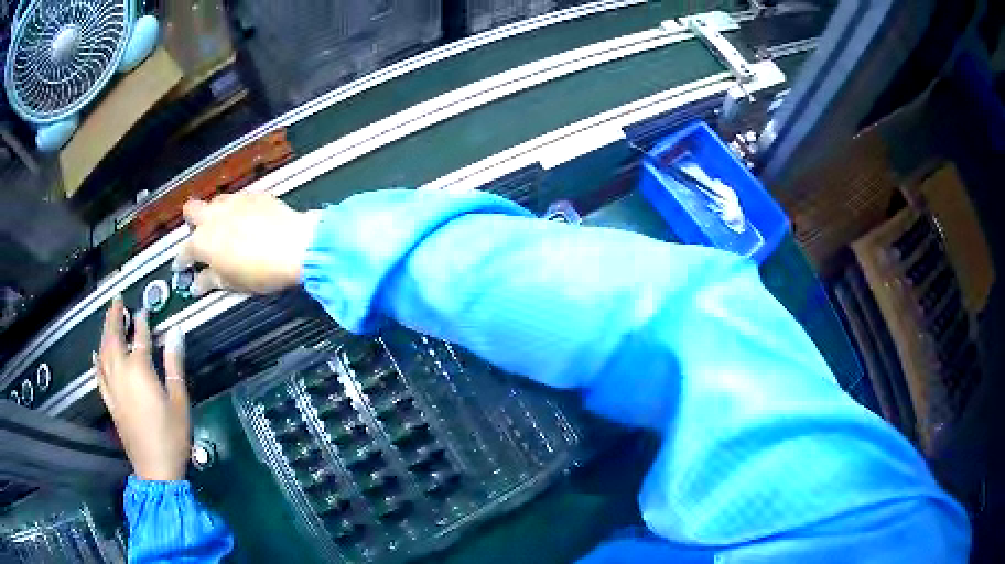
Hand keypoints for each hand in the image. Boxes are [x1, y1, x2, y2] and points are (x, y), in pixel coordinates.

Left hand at [95, 297, 189, 480]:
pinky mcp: (110, 403)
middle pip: (113, 339)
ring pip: (103, 353)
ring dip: (105, 333)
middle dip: (114, 317)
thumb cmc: (172, 436)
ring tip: (108, 319)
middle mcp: (121, 374)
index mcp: (139, 371)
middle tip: (117, 300)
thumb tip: (176, 333)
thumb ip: (174, 365)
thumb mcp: (179, 401)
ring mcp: (112, 389)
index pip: (139, 337)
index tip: (144, 309)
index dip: (142, 322)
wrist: (155, 469)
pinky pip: (99, 375)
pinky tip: (96, 353)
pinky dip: (97, 360)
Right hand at [173, 193, 320, 295]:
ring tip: (223, 227)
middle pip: (191, 211)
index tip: (181, 267)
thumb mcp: (231, 283)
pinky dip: (237, 209)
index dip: (181, 261)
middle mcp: (213, 216)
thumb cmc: (259, 271)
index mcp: (203, 241)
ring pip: (215, 202)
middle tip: (199, 237)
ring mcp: (234, 201)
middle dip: (191, 222)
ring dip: (214, 213)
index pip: (184, 251)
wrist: (294, 246)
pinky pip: (239, 199)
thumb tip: (197, 284)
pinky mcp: (254, 195)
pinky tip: (246, 219)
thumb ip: (210, 281)